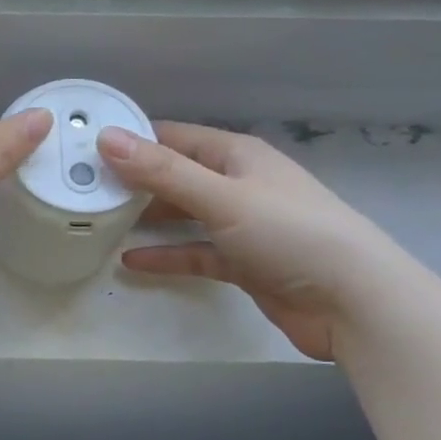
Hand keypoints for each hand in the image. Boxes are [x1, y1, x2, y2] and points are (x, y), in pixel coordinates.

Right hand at [99, 122, 411, 360]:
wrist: (356, 302)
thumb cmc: (290, 234)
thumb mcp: (221, 197)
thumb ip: (163, 171)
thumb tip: (106, 138)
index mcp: (237, 156)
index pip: (174, 137)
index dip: (133, 139)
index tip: (87, 146)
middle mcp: (238, 184)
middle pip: (176, 175)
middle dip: (134, 180)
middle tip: (84, 186)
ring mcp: (242, 225)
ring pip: (184, 214)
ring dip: (148, 217)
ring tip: (101, 220)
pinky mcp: (244, 263)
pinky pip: (195, 253)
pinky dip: (167, 255)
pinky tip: (132, 261)